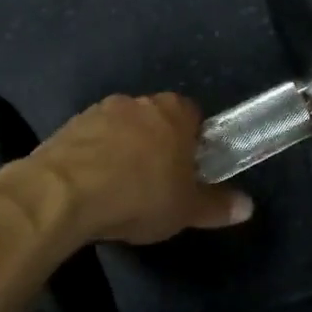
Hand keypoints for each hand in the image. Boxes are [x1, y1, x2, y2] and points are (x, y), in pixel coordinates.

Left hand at [32, 93, 251, 244]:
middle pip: (157, 119)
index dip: (194, 141)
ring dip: (124, 150)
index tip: (190, 169)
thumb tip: (248, 207)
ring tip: (121, 189)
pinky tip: (92, 188)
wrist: (63, 193)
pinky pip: (91, 140)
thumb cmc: (139, 195)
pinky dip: (95, 158)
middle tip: (158, 181)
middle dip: (158, 144)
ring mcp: (99, 111)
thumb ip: (216, 206)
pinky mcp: (67, 127)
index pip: (194, 115)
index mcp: (174, 112)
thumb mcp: (185, 209)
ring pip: (122, 128)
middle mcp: (138, 102)